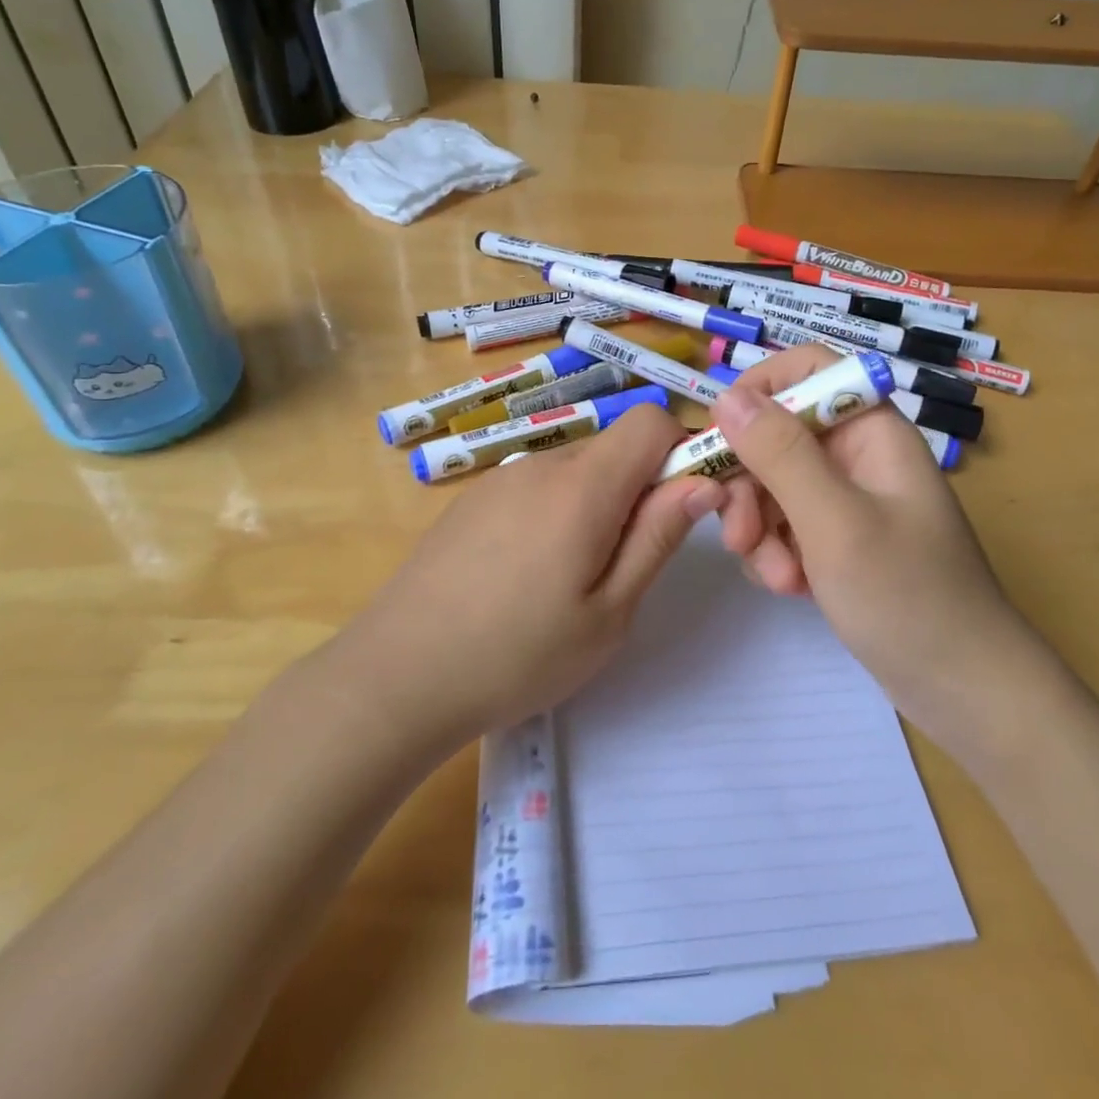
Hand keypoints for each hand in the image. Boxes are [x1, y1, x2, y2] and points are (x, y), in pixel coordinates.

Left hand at [337, 404, 722, 748]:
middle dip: (640, 489)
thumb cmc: (517, 656)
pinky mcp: (472, 500)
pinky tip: (526, 575)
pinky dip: (556, 513)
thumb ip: (658, 537)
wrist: (395, 677)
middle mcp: (541, 465)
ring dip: (596, 506)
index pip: (652, 421)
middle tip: (626, 565)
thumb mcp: (609, 613)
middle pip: (614, 448)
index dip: (682, 452)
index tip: (684, 509)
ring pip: (576, 470)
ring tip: (571, 580)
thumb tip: (702, 481)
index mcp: (582, 486)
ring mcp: (500, 479)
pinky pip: (536, 488)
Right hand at [711, 346, 1027, 709]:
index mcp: (871, 430)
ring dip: (760, 528)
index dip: (759, 390)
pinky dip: (776, 552)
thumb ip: (780, 453)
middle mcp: (857, 455)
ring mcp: (847, 499)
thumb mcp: (835, 521)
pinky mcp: (838, 539)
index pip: (808, 369)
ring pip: (773, 484)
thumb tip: (726, 396)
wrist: (964, 691)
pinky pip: (785, 524)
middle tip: (740, 536)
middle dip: (750, 483)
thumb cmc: (908, 597)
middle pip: (778, 433)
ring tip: (777, 577)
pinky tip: (790, 588)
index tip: (722, 437)